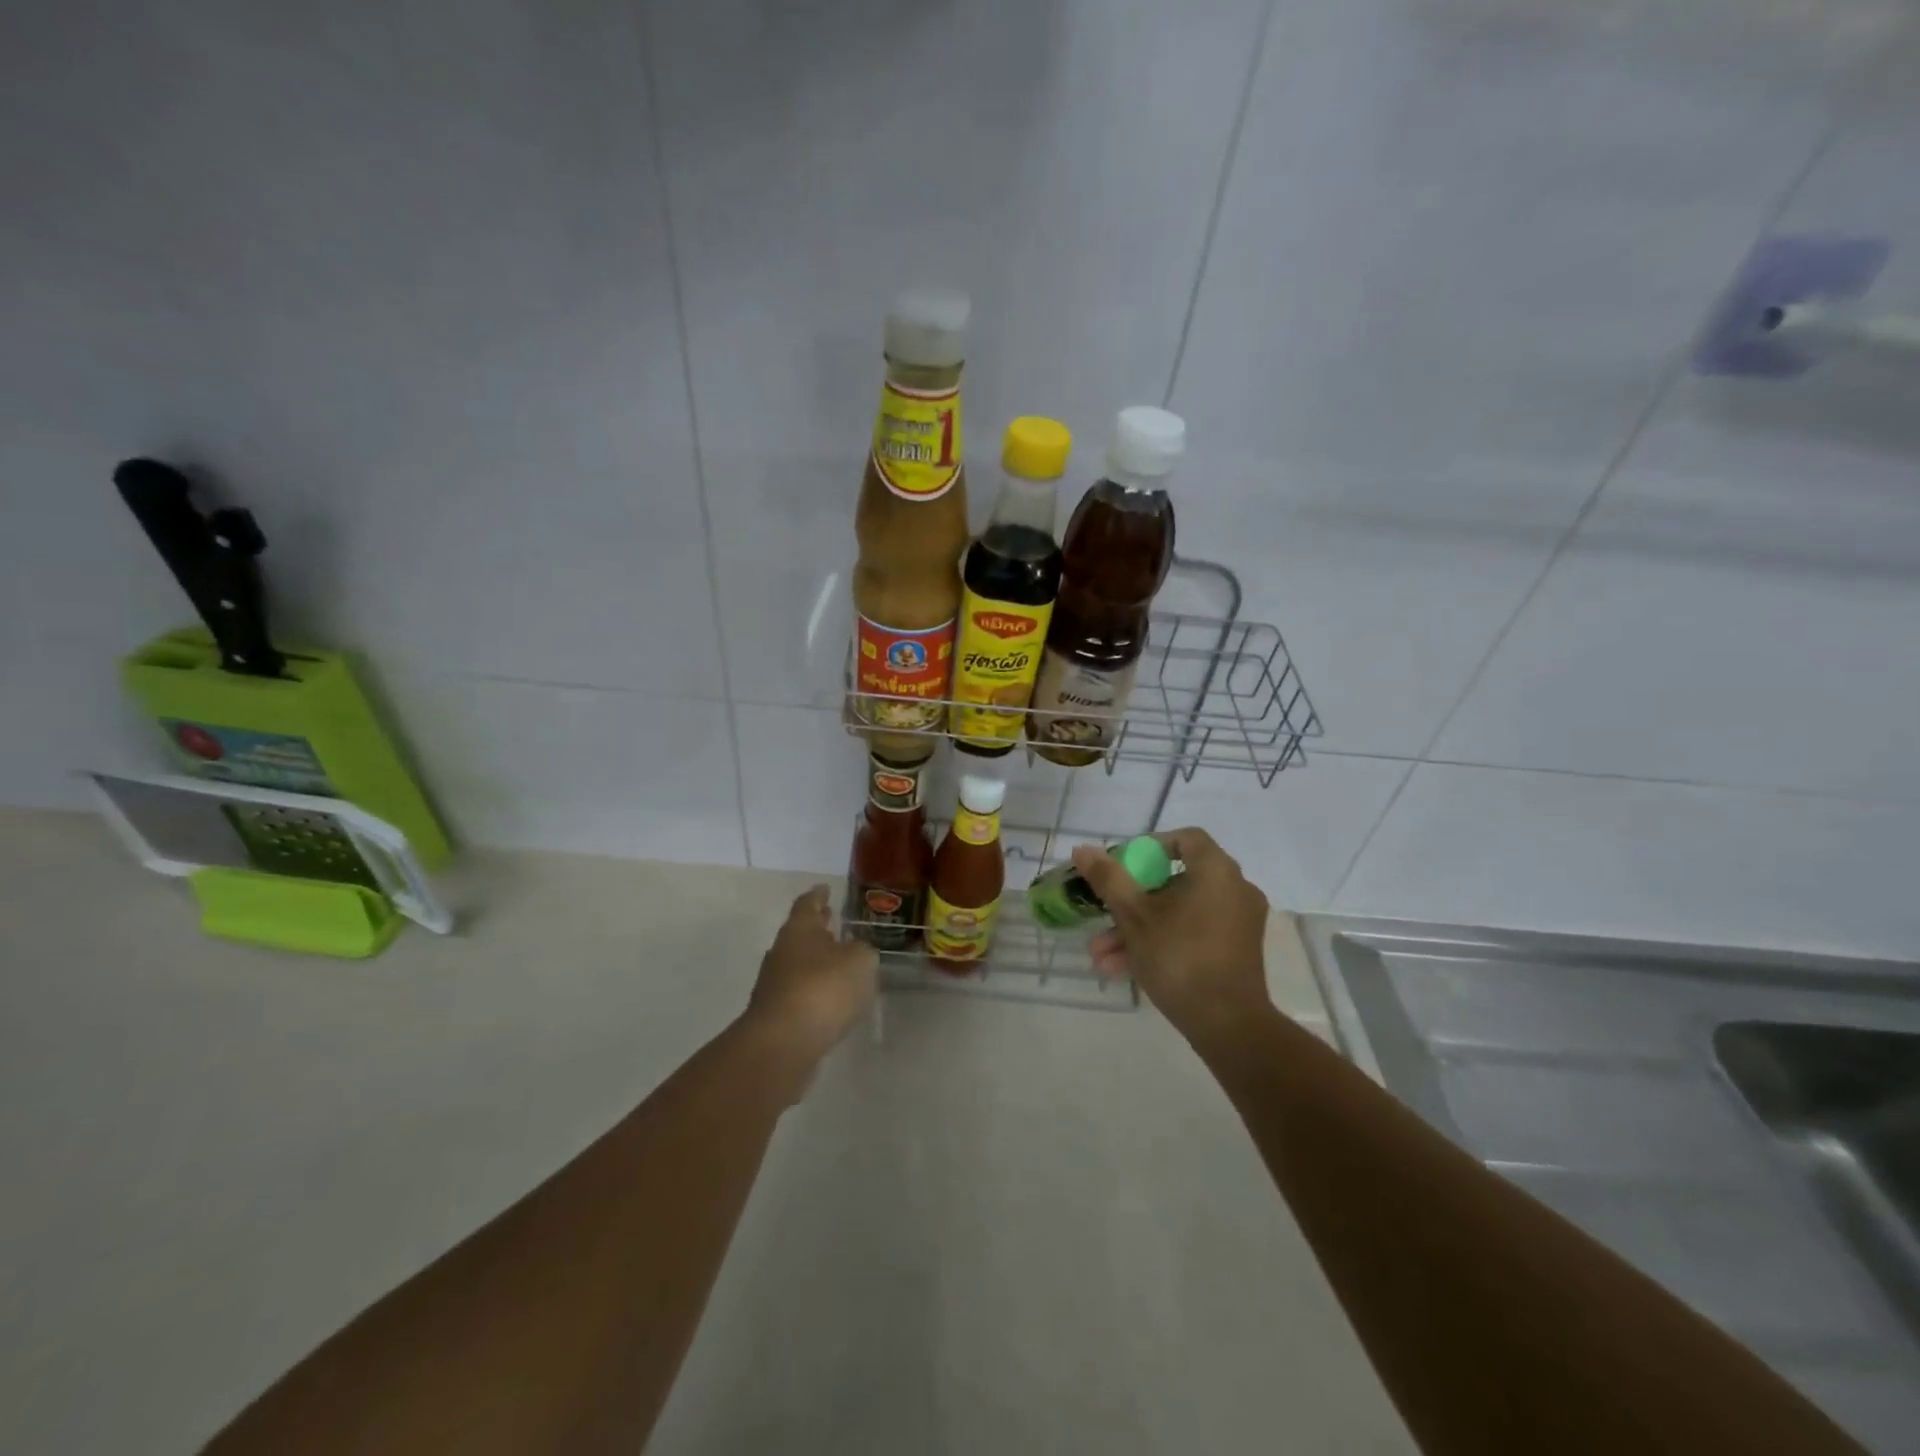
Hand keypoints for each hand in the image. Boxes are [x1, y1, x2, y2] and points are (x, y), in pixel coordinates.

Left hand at [742, 886, 878, 1068]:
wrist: (783, 1045)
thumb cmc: (823, 989)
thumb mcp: (860, 961)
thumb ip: (862, 951)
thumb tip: (855, 952)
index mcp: (800, 929)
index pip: (808, 903)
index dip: (819, 895)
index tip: (825, 887)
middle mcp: (782, 952)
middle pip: (801, 933)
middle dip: (818, 927)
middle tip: (833, 920)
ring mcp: (775, 985)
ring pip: (799, 963)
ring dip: (817, 960)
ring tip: (840, 962)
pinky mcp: (777, 1015)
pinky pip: (800, 993)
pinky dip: (815, 990)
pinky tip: (833, 998)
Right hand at [1075, 828, 1271, 1049]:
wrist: (1229, 1026)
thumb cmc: (1180, 958)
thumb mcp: (1134, 916)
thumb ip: (1109, 879)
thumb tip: (1083, 849)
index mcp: (1216, 871)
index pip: (1185, 839)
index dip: (1150, 846)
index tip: (1122, 865)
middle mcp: (1234, 890)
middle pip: (1174, 882)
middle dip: (1130, 901)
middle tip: (1102, 914)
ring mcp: (1236, 923)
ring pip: (1178, 914)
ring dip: (1137, 930)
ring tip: (1099, 955)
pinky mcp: (1235, 952)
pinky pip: (1192, 934)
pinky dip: (1161, 943)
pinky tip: (1120, 969)